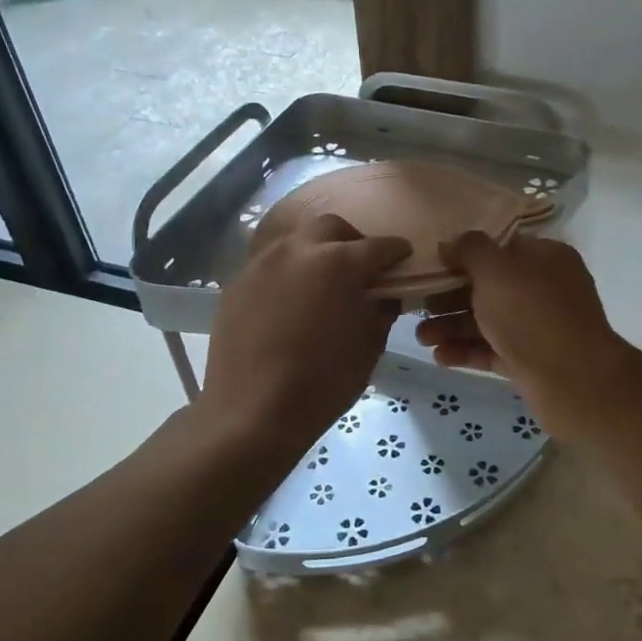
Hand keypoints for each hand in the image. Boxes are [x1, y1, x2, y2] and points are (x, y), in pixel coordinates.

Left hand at [200, 214, 410, 461]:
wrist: (252, 412)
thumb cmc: (323, 382)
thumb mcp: (369, 346)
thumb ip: (381, 310)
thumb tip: (384, 294)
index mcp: (339, 263)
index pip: (379, 247)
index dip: (396, 253)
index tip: (403, 260)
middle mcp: (299, 250)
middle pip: (331, 228)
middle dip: (352, 241)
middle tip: (360, 268)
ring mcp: (263, 263)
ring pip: (296, 240)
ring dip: (316, 251)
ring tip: (323, 282)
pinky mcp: (238, 283)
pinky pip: (271, 264)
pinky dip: (289, 272)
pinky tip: (292, 301)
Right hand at [414, 231, 633, 439]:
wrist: (574, 381)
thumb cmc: (532, 314)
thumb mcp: (496, 270)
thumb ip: (470, 250)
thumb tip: (451, 243)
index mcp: (544, 257)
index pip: (500, 247)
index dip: (464, 253)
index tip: (431, 263)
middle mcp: (544, 288)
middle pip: (489, 286)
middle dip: (450, 295)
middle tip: (417, 305)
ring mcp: (538, 326)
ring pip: (488, 320)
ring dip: (453, 326)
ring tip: (421, 338)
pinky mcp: (530, 360)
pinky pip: (493, 349)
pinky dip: (467, 351)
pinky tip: (440, 357)